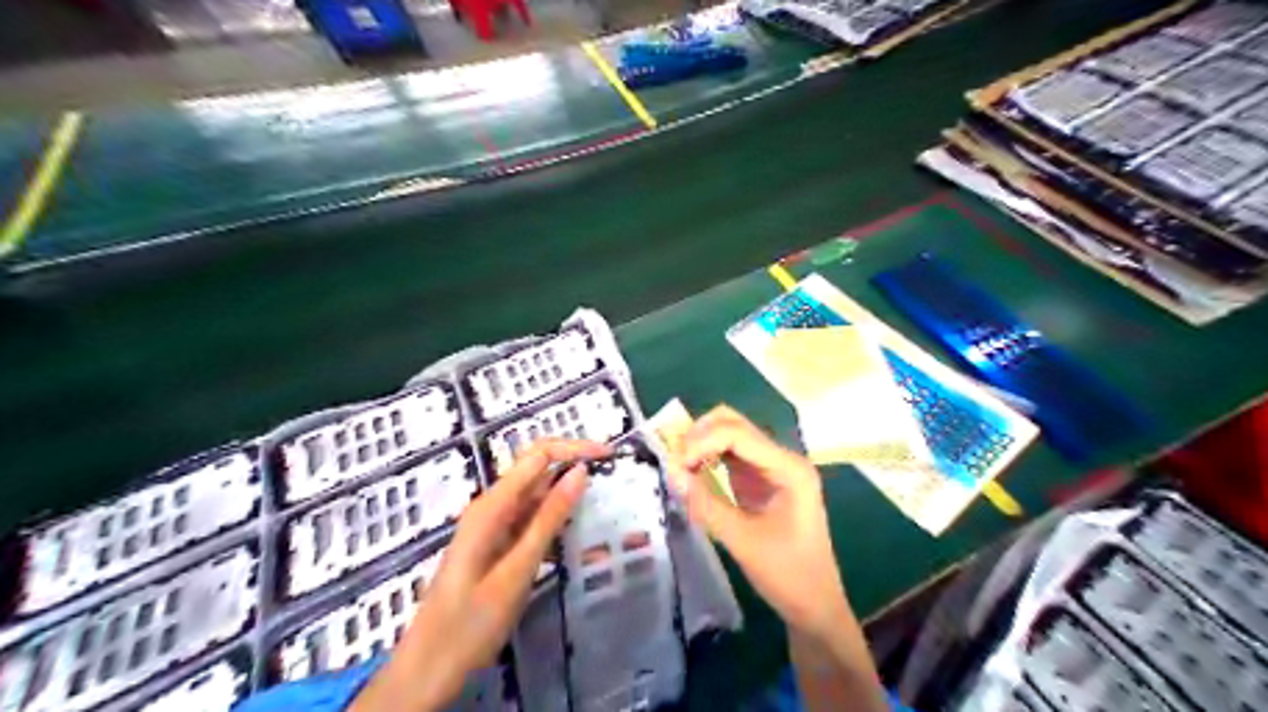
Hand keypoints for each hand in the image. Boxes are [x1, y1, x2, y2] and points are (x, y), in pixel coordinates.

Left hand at [350, 440, 608, 711]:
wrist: (426, 670)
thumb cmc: (470, 624)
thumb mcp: (517, 570)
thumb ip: (549, 519)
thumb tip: (580, 471)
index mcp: (492, 505)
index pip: (538, 455)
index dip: (574, 447)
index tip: (609, 455)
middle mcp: (491, 506)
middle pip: (537, 469)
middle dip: (574, 465)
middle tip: (612, 476)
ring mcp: (492, 525)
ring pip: (536, 494)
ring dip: (568, 494)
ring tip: (603, 502)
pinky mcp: (496, 543)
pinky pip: (530, 518)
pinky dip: (555, 518)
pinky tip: (576, 531)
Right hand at [666, 408, 849, 635]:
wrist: (815, 606)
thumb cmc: (788, 575)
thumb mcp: (743, 541)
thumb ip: (706, 505)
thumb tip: (671, 472)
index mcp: (788, 468)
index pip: (737, 433)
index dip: (701, 441)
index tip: (674, 465)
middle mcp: (782, 458)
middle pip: (734, 424)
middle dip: (699, 435)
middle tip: (673, 460)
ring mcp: (773, 468)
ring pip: (730, 436)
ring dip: (702, 445)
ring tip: (678, 467)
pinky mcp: (762, 481)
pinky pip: (730, 457)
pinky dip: (708, 459)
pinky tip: (692, 475)